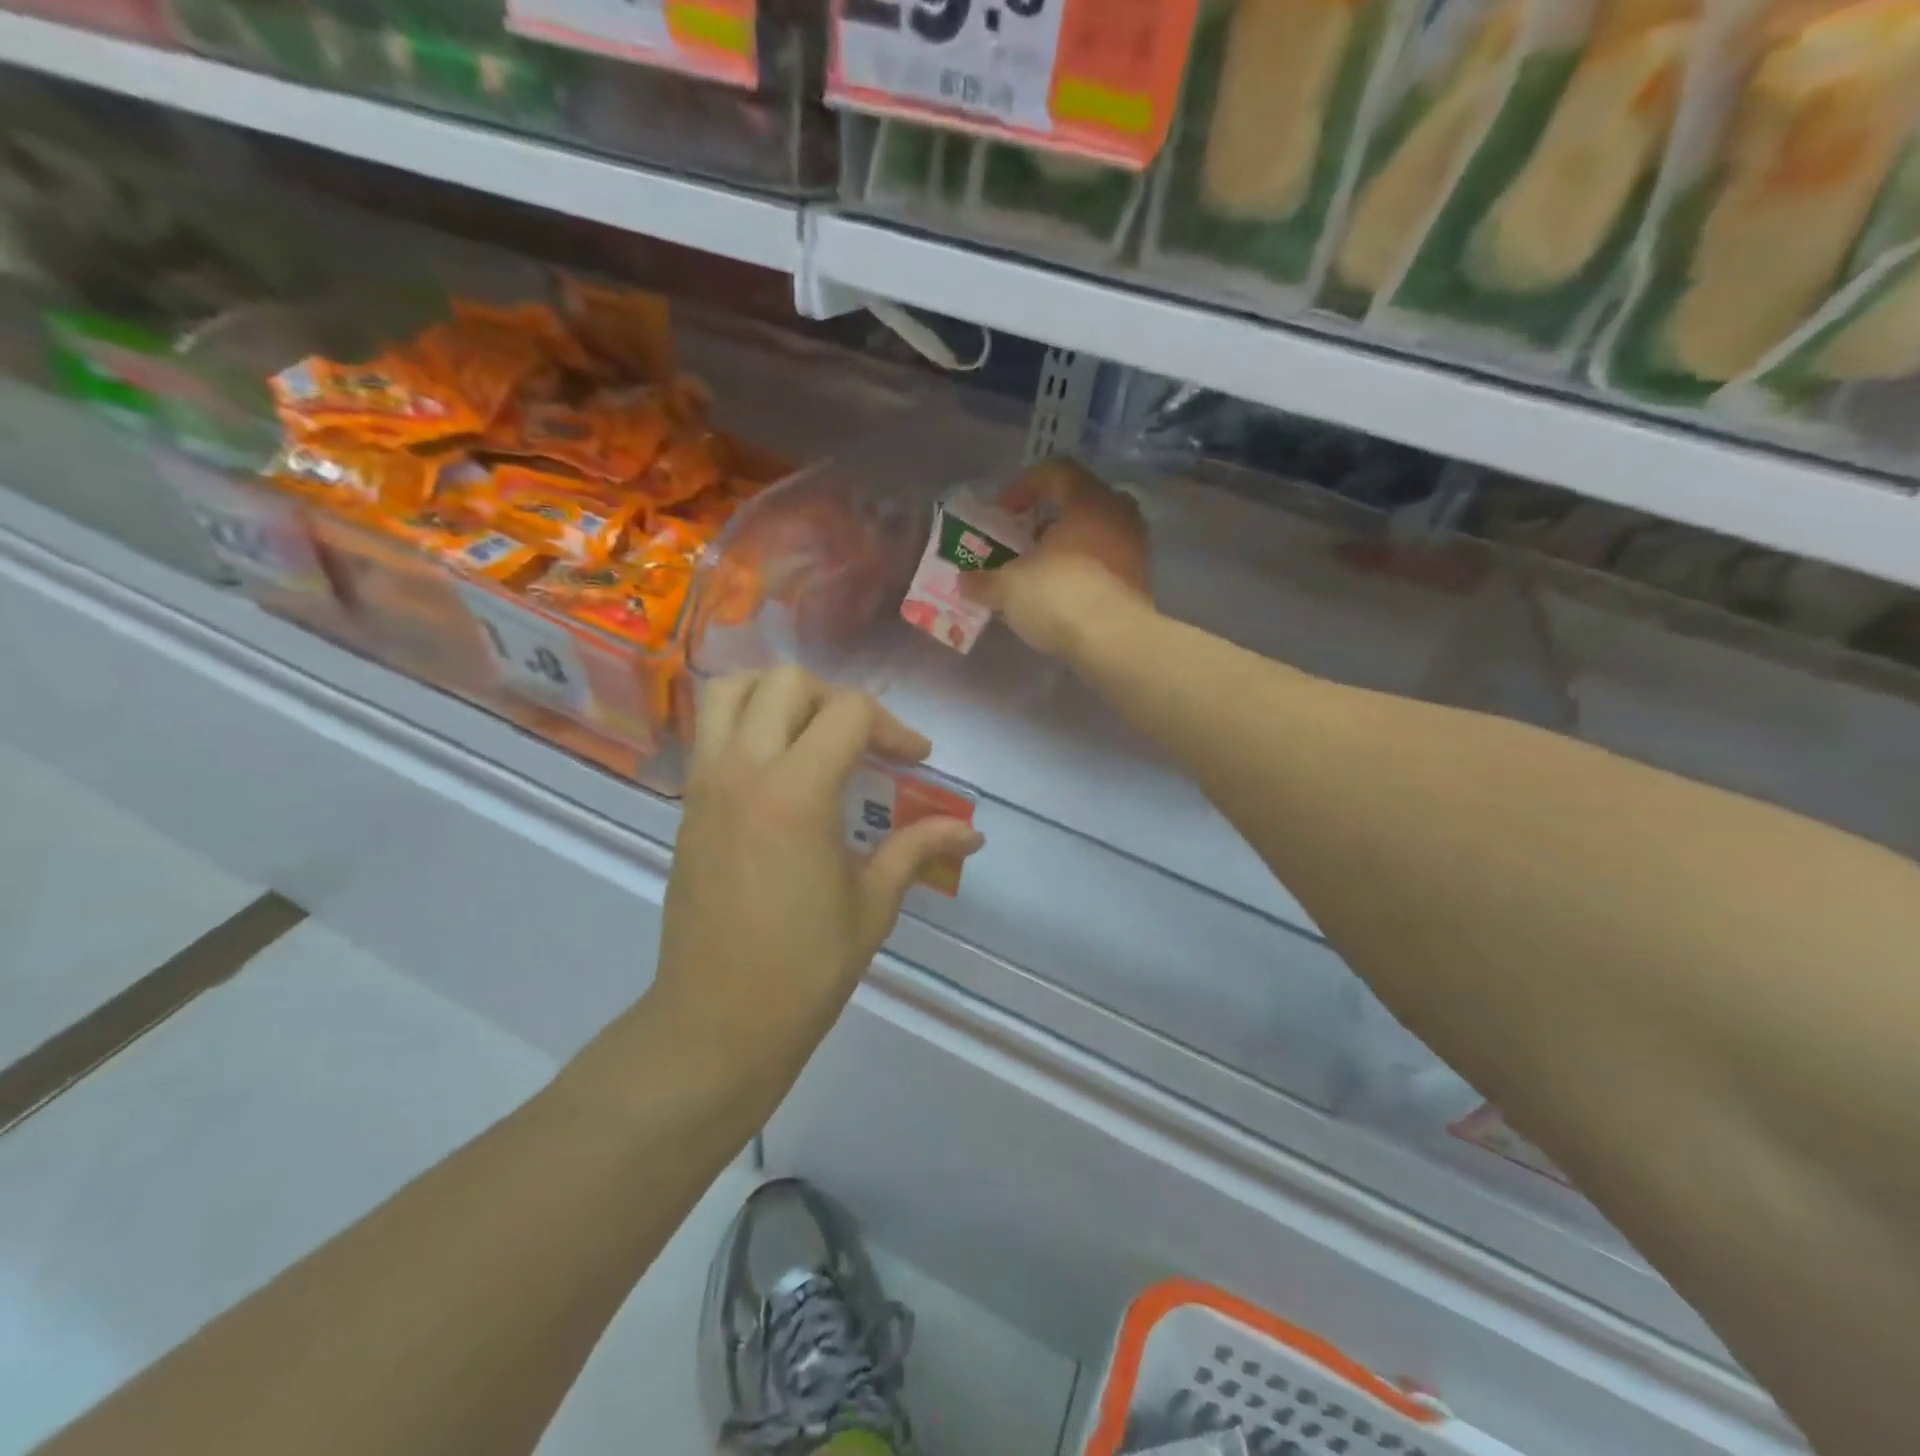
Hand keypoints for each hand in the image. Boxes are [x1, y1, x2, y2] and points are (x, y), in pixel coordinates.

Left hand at [649, 667, 983, 1084]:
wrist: (716, 1022)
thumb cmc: (804, 969)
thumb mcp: (872, 905)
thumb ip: (918, 849)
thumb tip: (972, 831)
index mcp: (796, 793)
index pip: (849, 713)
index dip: (894, 726)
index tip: (915, 760)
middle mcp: (743, 771)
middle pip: (787, 683)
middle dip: (837, 699)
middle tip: (865, 743)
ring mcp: (706, 784)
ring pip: (732, 691)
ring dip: (778, 694)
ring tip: (812, 731)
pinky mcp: (688, 804)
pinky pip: (710, 730)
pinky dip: (745, 721)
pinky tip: (779, 766)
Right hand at [963, 458, 1153, 659]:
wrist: (1116, 643)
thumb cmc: (1061, 598)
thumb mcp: (1008, 588)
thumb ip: (983, 581)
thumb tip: (965, 582)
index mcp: (1087, 500)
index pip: (1055, 471)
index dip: (1023, 486)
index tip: (1003, 513)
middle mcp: (1118, 513)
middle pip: (1078, 501)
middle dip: (1046, 519)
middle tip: (1022, 542)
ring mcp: (1135, 546)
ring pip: (1095, 532)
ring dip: (1066, 547)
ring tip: (1039, 572)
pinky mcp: (1140, 579)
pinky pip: (1107, 560)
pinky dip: (1083, 569)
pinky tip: (1062, 594)